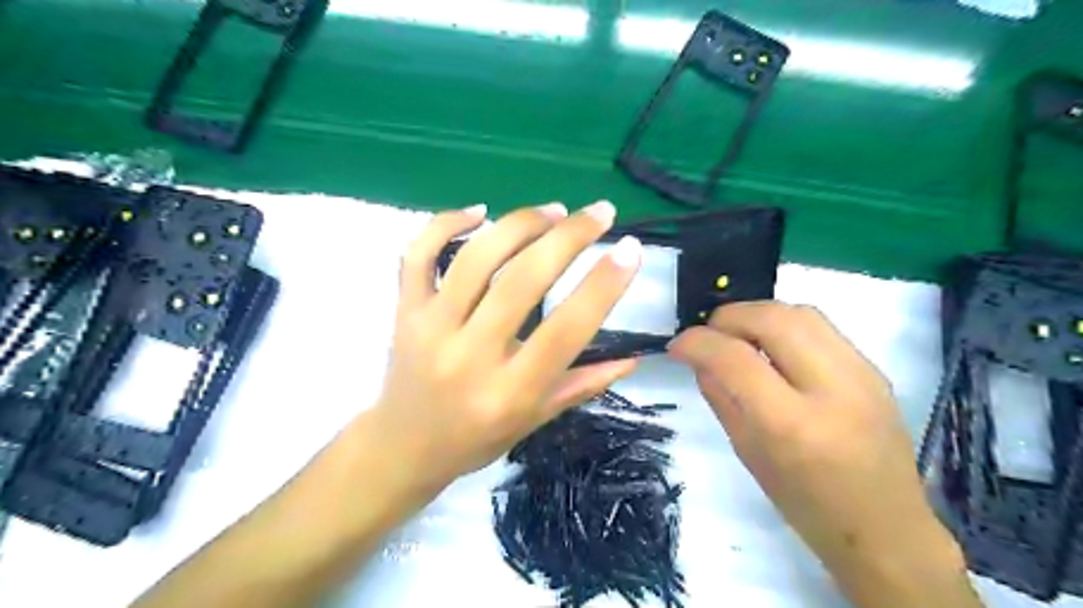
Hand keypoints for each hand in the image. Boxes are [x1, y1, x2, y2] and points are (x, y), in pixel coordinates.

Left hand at [373, 203, 641, 496]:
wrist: (403, 448)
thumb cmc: (476, 439)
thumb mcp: (535, 420)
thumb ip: (583, 385)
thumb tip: (633, 358)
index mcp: (510, 391)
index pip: (566, 330)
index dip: (603, 285)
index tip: (630, 249)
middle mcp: (470, 355)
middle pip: (522, 280)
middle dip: (568, 237)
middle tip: (600, 213)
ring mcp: (431, 328)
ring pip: (475, 258)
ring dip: (520, 224)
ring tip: (554, 210)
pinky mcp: (404, 311)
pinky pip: (418, 255)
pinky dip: (446, 223)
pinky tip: (479, 211)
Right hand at [669, 304, 973, 606]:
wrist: (887, 529)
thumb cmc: (806, 505)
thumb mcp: (748, 454)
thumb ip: (721, 398)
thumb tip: (700, 358)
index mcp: (792, 425)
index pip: (736, 359)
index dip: (698, 342)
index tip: (677, 345)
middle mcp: (832, 389)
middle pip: (772, 319)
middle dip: (728, 317)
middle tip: (708, 334)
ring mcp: (861, 374)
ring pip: (799, 312)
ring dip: (757, 315)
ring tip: (738, 336)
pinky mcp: (874, 369)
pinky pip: (819, 327)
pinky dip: (784, 325)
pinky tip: (773, 347)